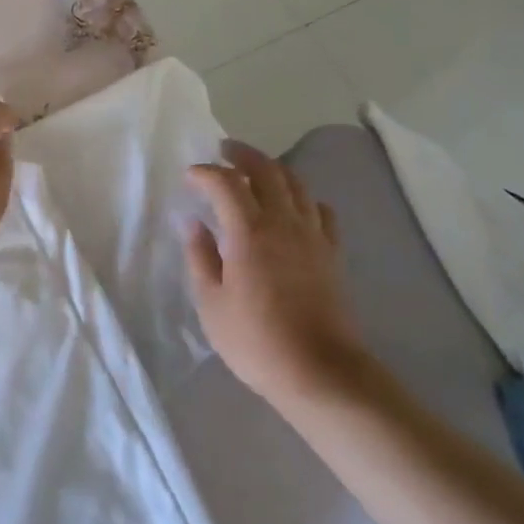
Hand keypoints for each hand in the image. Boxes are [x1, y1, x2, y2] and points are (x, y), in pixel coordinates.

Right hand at [185, 141, 360, 409]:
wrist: (320, 372)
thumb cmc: (255, 340)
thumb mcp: (211, 303)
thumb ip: (200, 256)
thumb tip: (193, 223)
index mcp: (249, 231)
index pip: (225, 183)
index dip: (205, 173)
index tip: (190, 177)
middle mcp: (283, 222)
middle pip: (267, 170)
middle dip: (242, 155)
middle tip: (224, 151)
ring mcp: (313, 235)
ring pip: (296, 184)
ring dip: (273, 169)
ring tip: (255, 172)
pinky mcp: (332, 253)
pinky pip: (320, 210)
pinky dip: (303, 198)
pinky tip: (294, 208)